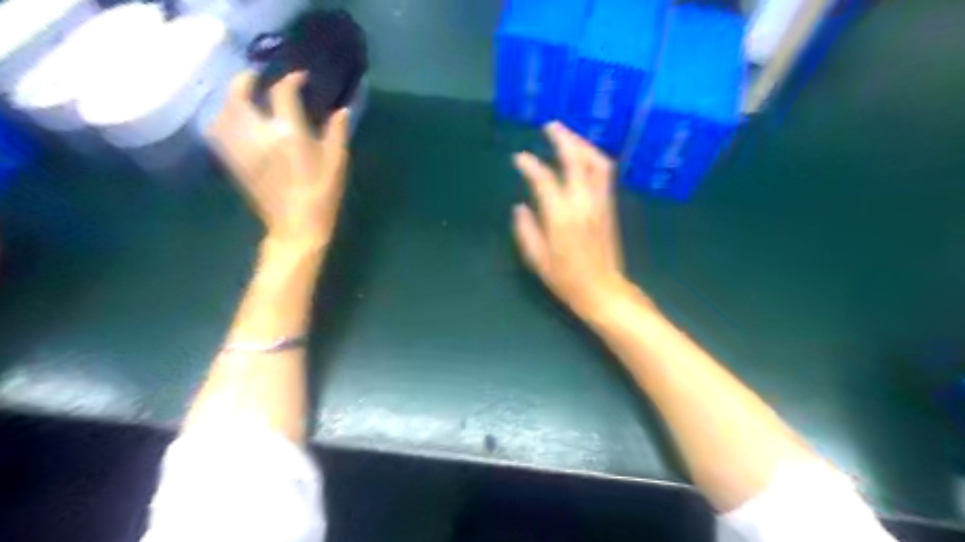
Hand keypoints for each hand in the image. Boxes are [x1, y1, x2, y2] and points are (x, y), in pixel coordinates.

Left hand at [205, 69, 350, 246]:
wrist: (296, 225)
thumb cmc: (322, 194)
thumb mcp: (337, 163)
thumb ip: (338, 133)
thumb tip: (342, 110)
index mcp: (289, 134)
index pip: (283, 93)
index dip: (291, 80)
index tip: (300, 78)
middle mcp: (259, 135)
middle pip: (240, 96)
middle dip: (246, 80)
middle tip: (256, 78)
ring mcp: (241, 148)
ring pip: (224, 112)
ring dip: (231, 99)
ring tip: (243, 98)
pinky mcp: (233, 162)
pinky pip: (218, 133)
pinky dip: (222, 120)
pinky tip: (232, 122)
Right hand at [512, 121, 635, 319]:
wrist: (603, 290)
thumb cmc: (567, 279)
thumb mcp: (537, 259)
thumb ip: (526, 230)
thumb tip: (520, 207)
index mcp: (561, 217)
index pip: (544, 179)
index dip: (530, 165)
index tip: (518, 158)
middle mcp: (583, 203)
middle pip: (576, 160)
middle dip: (563, 139)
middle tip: (550, 126)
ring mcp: (600, 203)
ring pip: (596, 163)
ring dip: (582, 145)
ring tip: (568, 136)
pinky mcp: (610, 207)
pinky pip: (604, 174)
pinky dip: (593, 158)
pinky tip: (584, 156)